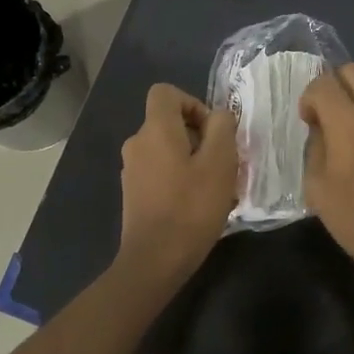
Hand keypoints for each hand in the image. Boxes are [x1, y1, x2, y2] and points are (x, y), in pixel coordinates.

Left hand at [117, 84, 238, 282]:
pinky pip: (160, 172)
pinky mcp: (133, 193)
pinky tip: (197, 205)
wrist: (155, 260)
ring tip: (214, 188)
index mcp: (155, 130)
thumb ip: (222, 128)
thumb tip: (218, 116)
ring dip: (192, 160)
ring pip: (167, 149)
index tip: (212, 131)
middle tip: (222, 164)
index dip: (193, 103)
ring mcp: (132, 170)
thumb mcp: (220, 162)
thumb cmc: (191, 207)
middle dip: (199, 137)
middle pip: (169, 122)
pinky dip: (179, 178)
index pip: (166, 92)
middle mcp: (137, 143)